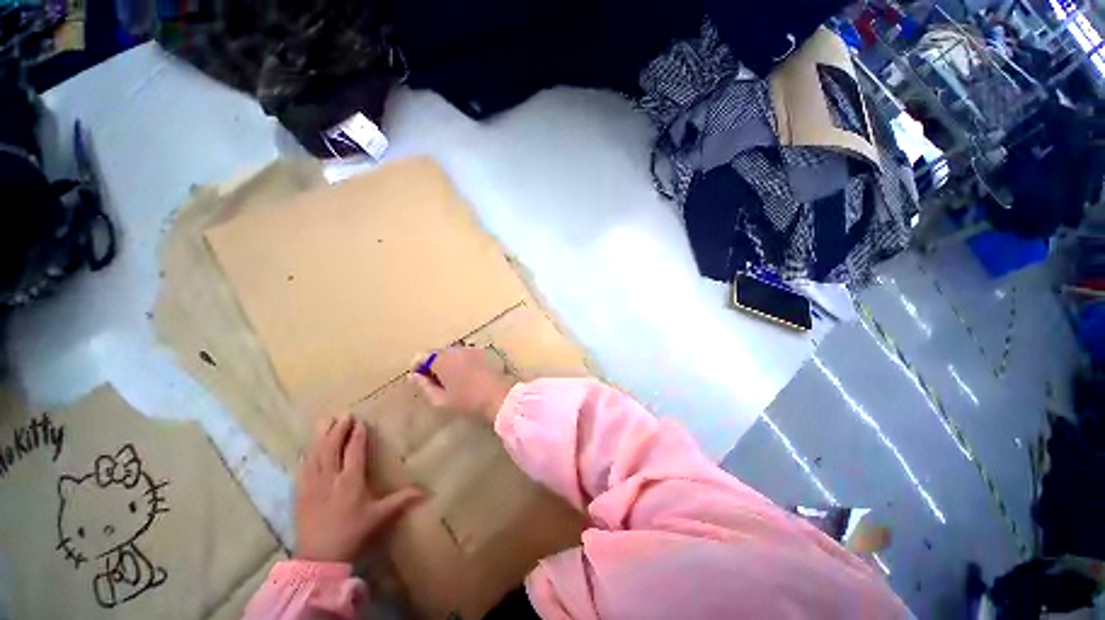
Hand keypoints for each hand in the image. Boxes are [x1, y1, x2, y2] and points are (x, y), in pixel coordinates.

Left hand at [295, 415, 422, 562]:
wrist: (318, 559)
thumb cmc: (352, 534)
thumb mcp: (379, 517)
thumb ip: (401, 500)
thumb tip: (427, 491)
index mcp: (350, 482)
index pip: (354, 452)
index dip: (356, 435)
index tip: (360, 421)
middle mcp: (330, 479)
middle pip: (332, 448)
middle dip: (337, 430)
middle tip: (343, 415)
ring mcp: (311, 486)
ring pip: (315, 455)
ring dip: (320, 437)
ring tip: (324, 422)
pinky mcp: (299, 495)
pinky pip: (303, 469)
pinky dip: (307, 455)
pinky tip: (308, 449)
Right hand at [409, 346, 515, 422]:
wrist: (498, 396)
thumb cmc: (468, 401)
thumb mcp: (441, 399)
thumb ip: (424, 386)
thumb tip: (413, 376)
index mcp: (442, 360)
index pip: (421, 356)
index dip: (418, 367)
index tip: (420, 380)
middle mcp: (455, 350)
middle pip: (437, 354)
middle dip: (434, 365)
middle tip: (437, 383)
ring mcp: (470, 349)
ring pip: (452, 354)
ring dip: (448, 363)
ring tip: (453, 381)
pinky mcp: (482, 352)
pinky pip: (464, 354)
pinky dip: (461, 362)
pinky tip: (467, 376)